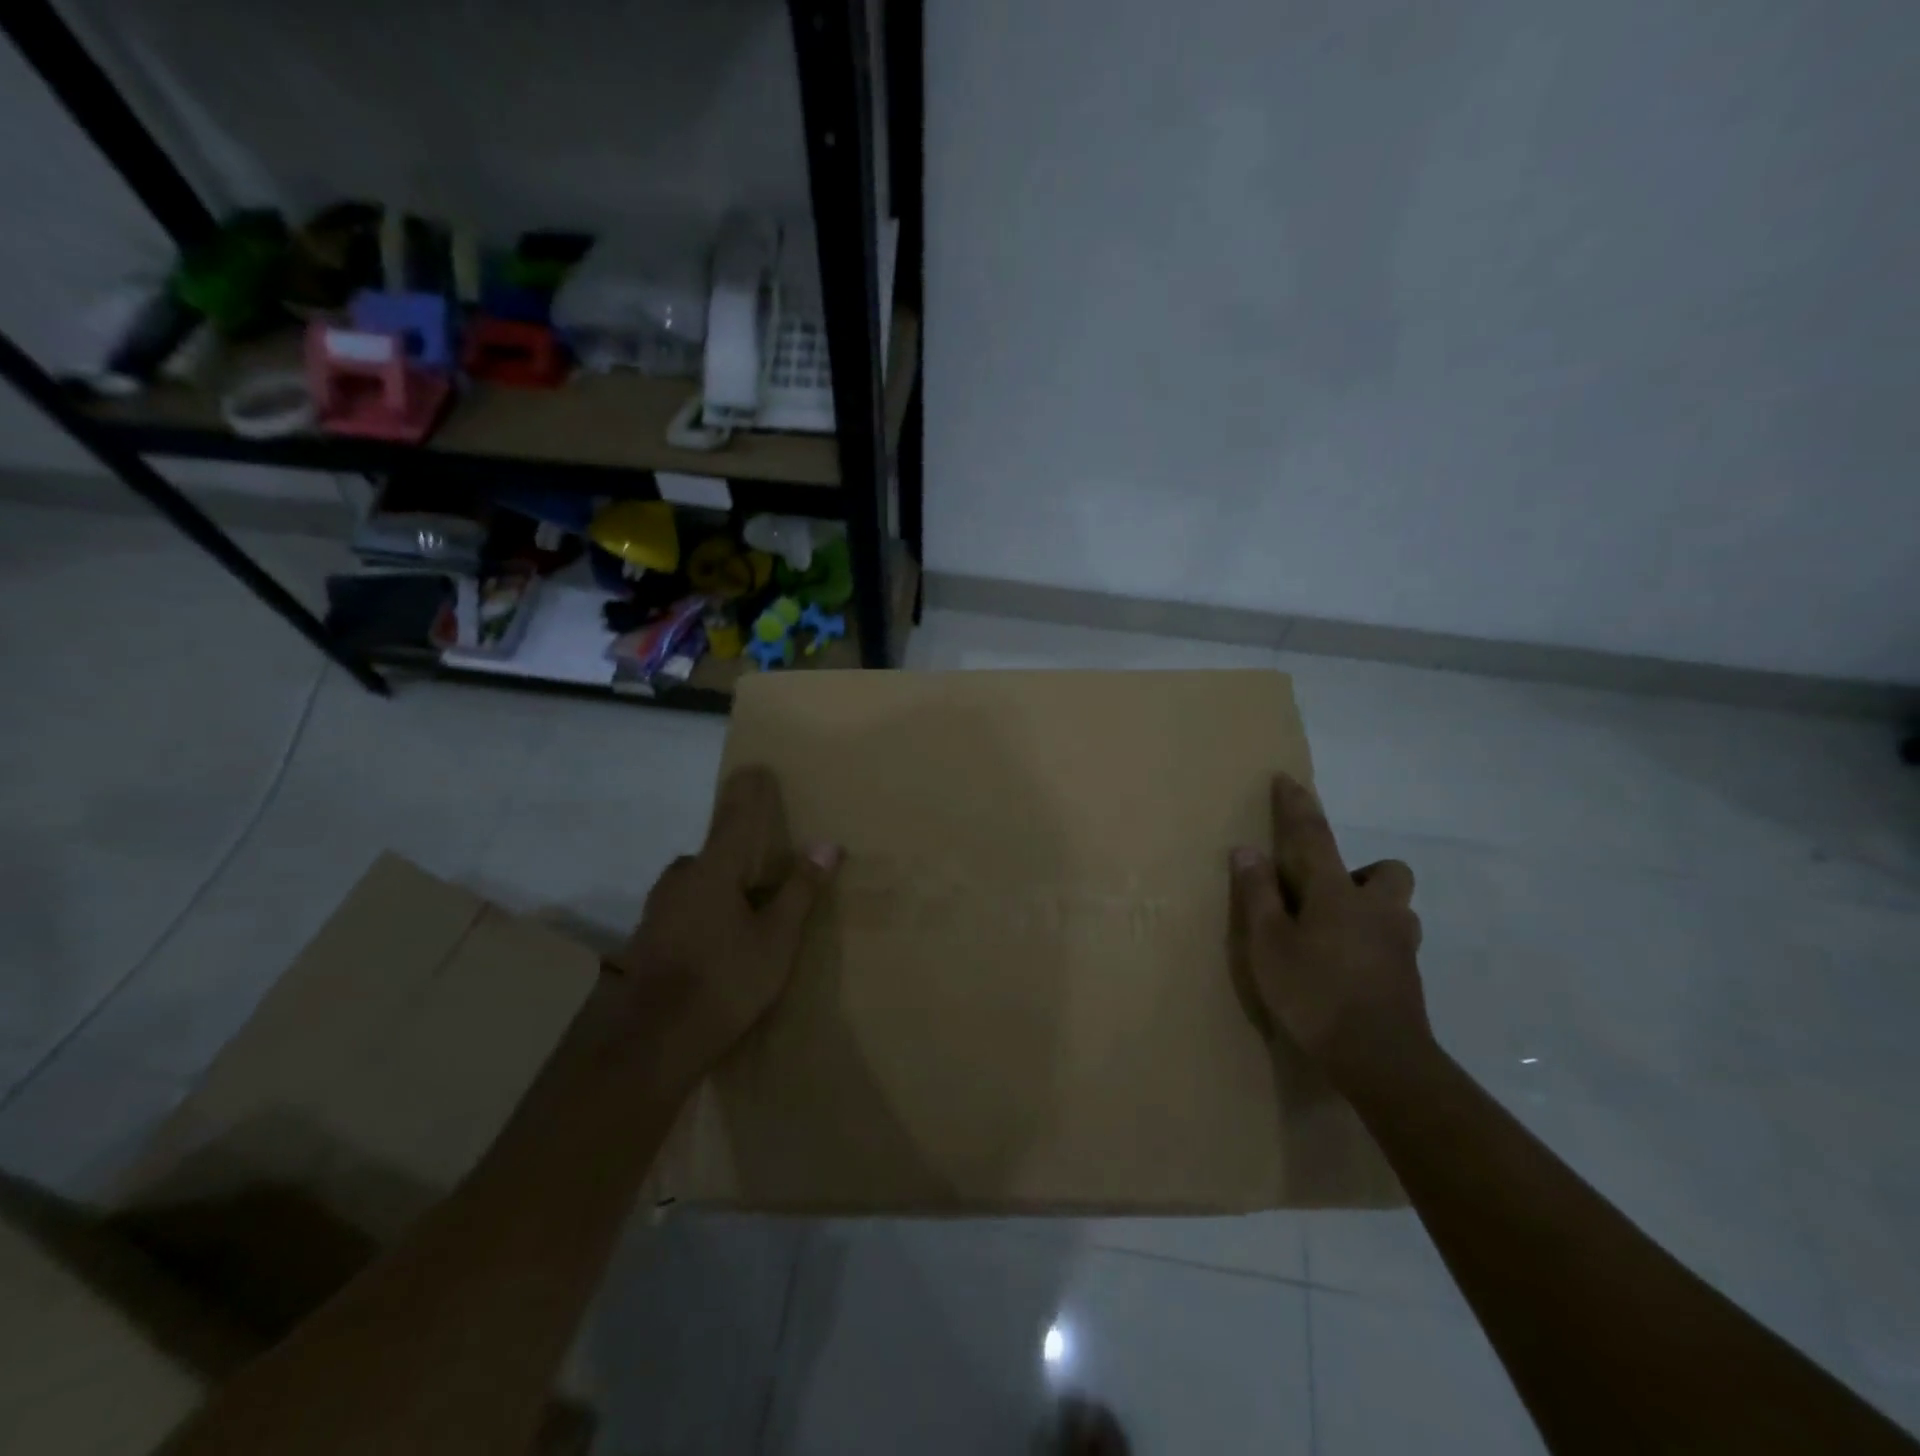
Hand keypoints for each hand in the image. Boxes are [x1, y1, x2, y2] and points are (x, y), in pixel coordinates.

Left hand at [608, 766, 838, 1085]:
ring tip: (744, 917)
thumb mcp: (777, 938)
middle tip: (763, 877)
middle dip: (735, 858)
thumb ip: (800, 890)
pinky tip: (716, 946)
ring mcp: (657, 910)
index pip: (734, 818)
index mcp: (712, 871)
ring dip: (717, 889)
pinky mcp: (647, 940)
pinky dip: (702, 914)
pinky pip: (682, 910)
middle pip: (712, 855)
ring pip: (694, 885)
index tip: (754, 767)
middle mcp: (679, 880)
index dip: (746, 793)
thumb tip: (826, 845)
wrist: (654, 1042)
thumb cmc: (726, 980)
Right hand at [1229, 773, 1429, 1086]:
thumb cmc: (1315, 994)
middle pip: (1386, 871)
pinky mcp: (1408, 977)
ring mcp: (1400, 944)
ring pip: (1396, 907)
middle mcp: (1377, 909)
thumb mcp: (1268, 944)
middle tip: (1326, 894)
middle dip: (1362, 871)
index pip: (1313, 836)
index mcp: (1336, 893)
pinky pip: (1393, 942)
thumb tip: (1247, 851)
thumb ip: (1258, 895)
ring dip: (1371, 908)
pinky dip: (1372, 942)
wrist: (1380, 1061)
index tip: (1287, 779)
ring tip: (1335, 933)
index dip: (1297, 807)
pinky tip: (1348, 967)